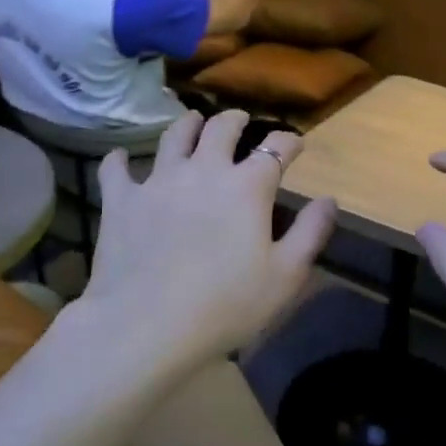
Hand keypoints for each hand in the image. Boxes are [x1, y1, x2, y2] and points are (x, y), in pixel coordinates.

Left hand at [81, 110, 335, 364]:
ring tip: (193, 122)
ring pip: (174, 137)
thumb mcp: (285, 276)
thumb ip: (310, 233)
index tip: (296, 144)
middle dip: (236, 120)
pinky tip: (120, 158)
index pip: (276, 148)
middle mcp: (204, 171)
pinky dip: (120, 160)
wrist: (146, 325)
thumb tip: (329, 200)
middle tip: (240, 121)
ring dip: (188, 125)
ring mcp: (158, 182)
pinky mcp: (121, 201)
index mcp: (247, 186)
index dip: (290, 142)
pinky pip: (117, 169)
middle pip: (221, 128)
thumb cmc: (226, 305)